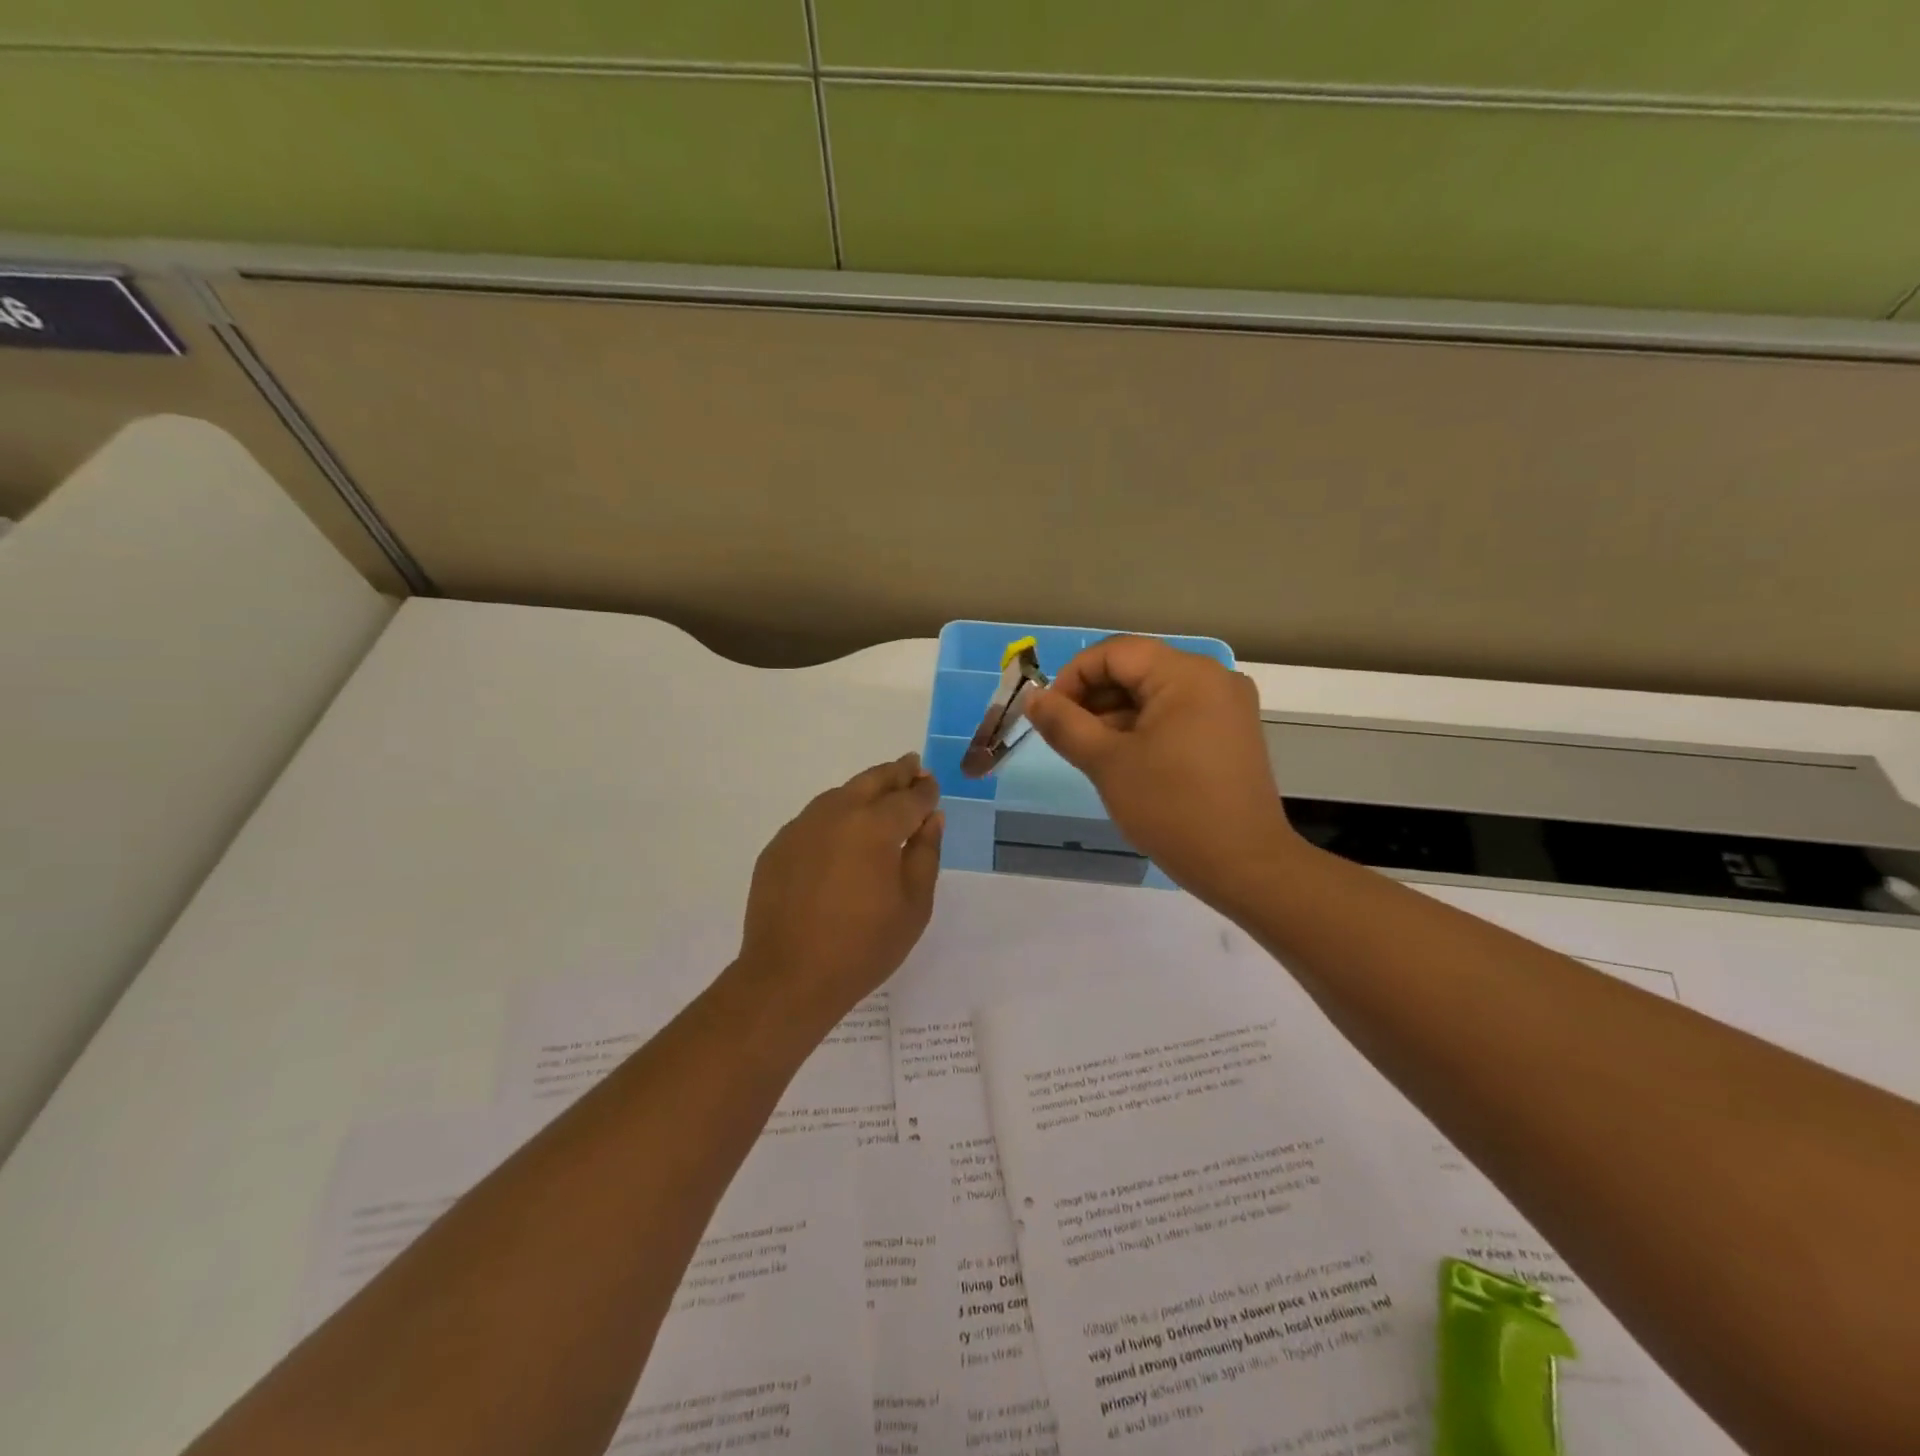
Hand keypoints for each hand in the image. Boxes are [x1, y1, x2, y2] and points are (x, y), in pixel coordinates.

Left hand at [735, 753, 943, 1033]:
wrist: (789, 977)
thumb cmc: (863, 947)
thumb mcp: (913, 905)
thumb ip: (926, 854)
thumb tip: (931, 818)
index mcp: (875, 826)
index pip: (909, 797)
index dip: (925, 791)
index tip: (933, 786)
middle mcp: (836, 814)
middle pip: (872, 781)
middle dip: (896, 773)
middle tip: (911, 766)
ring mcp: (801, 827)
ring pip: (840, 794)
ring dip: (864, 790)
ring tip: (880, 795)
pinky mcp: (778, 846)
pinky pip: (814, 818)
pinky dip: (835, 815)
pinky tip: (842, 832)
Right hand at [1025, 637, 1300, 903]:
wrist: (1244, 866)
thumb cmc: (1171, 809)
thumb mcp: (1107, 763)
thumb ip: (1064, 724)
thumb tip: (1033, 699)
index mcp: (1187, 675)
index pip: (1115, 652)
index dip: (1074, 676)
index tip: (1049, 715)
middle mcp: (1213, 678)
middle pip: (1137, 669)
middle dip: (1094, 697)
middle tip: (1066, 736)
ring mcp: (1227, 706)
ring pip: (1155, 693)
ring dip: (1116, 715)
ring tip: (1091, 753)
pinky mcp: (1231, 733)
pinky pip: (1177, 714)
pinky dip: (1144, 728)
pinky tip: (1124, 760)